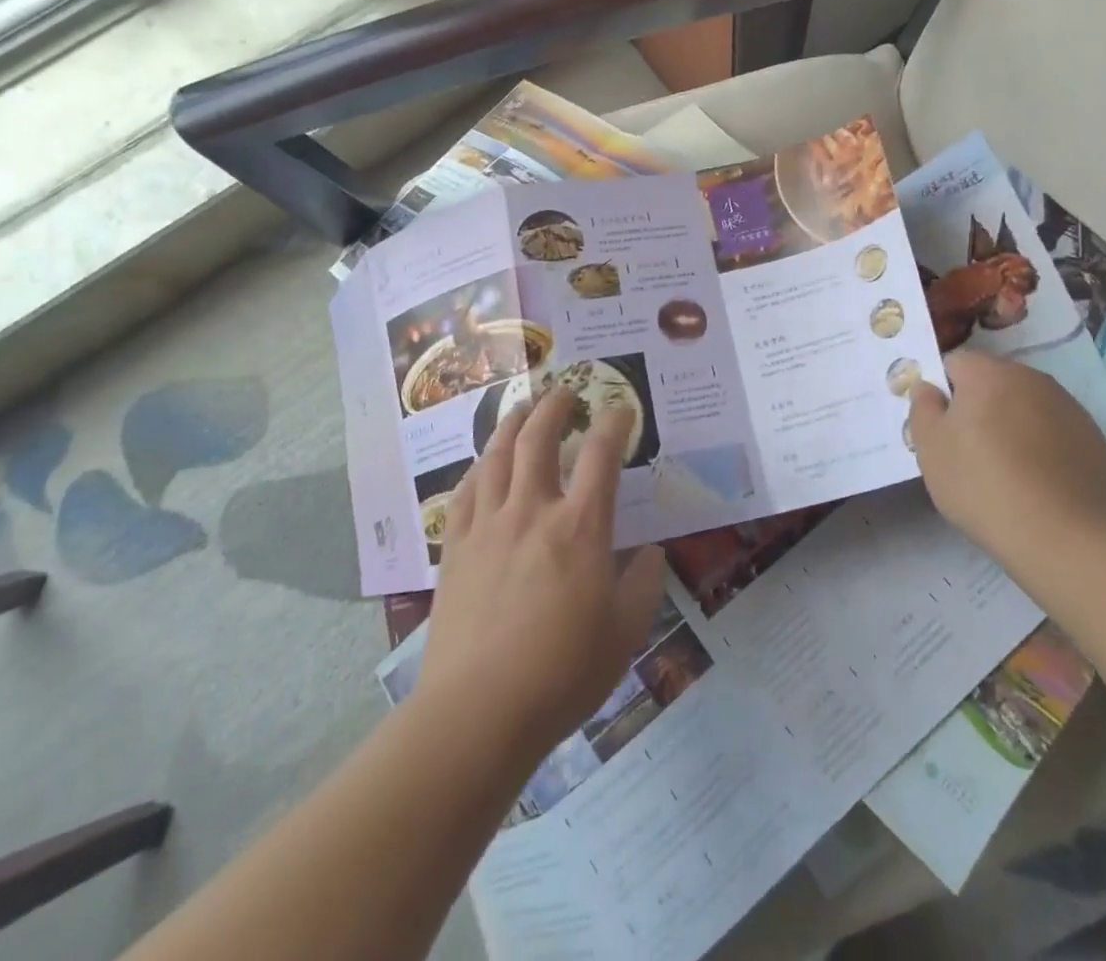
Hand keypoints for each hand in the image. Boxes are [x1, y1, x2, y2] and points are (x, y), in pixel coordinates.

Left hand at [416, 389, 667, 760]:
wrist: (477, 712)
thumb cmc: (562, 673)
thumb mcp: (625, 633)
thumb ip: (644, 584)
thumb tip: (651, 552)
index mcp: (579, 527)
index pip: (601, 455)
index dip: (614, 423)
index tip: (621, 408)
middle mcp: (531, 511)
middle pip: (538, 438)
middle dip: (554, 406)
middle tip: (565, 392)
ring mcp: (487, 526)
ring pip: (496, 455)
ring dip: (512, 423)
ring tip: (522, 408)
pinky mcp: (455, 548)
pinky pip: (465, 491)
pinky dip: (479, 466)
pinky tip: (483, 464)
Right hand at [908, 350, 1105, 567]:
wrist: (1060, 535)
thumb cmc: (981, 483)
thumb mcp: (929, 447)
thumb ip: (922, 406)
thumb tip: (929, 387)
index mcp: (988, 373)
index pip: (954, 363)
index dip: (943, 391)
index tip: (941, 426)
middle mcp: (1032, 378)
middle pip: (994, 382)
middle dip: (979, 406)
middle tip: (969, 450)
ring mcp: (1069, 407)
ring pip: (1027, 406)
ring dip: (1013, 424)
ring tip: (1006, 470)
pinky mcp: (1094, 439)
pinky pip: (1056, 432)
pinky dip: (1044, 446)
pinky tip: (1038, 482)